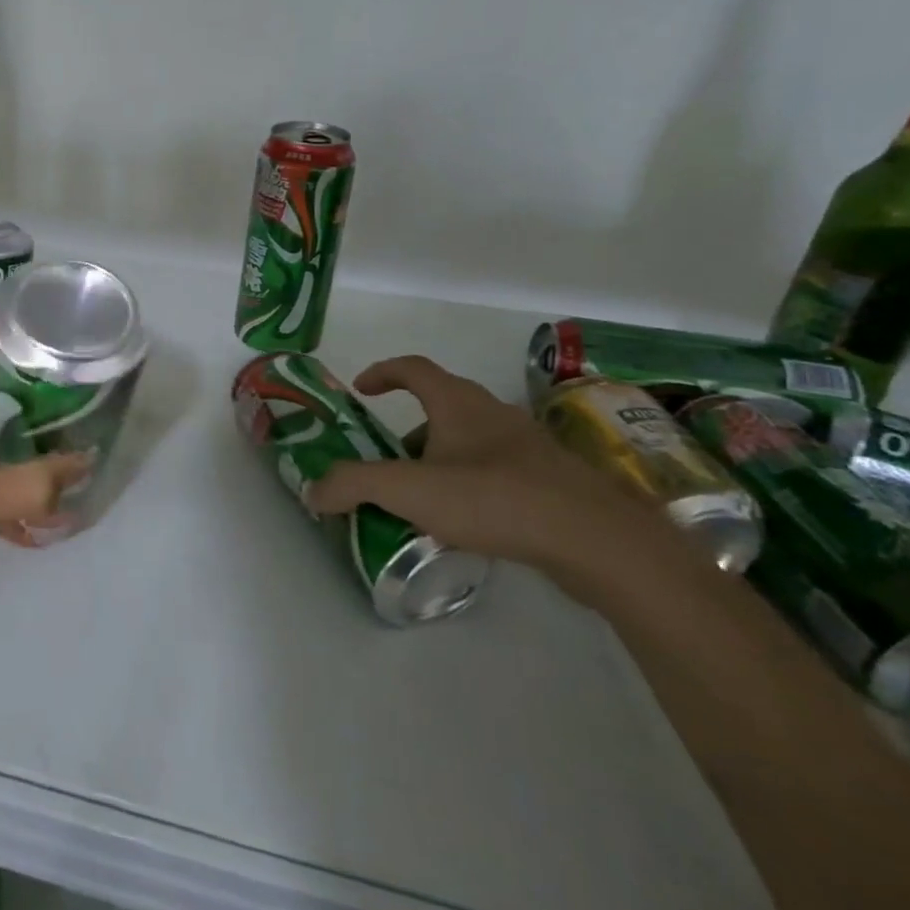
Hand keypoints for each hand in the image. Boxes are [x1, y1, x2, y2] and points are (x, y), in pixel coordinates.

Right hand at [305, 355, 673, 579]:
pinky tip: (466, 522)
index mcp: (458, 403)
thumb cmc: (494, 498)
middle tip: (387, 462)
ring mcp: (528, 447)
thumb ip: (353, 485)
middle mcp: (493, 414)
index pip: (413, 368)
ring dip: (439, 460)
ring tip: (422, 500)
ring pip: (470, 441)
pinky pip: (496, 471)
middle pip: (441, 407)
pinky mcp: (551, 481)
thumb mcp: (408, 490)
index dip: (382, 372)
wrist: (597, 541)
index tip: (360, 390)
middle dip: (407, 431)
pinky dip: (470, 484)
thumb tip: (313, 491)